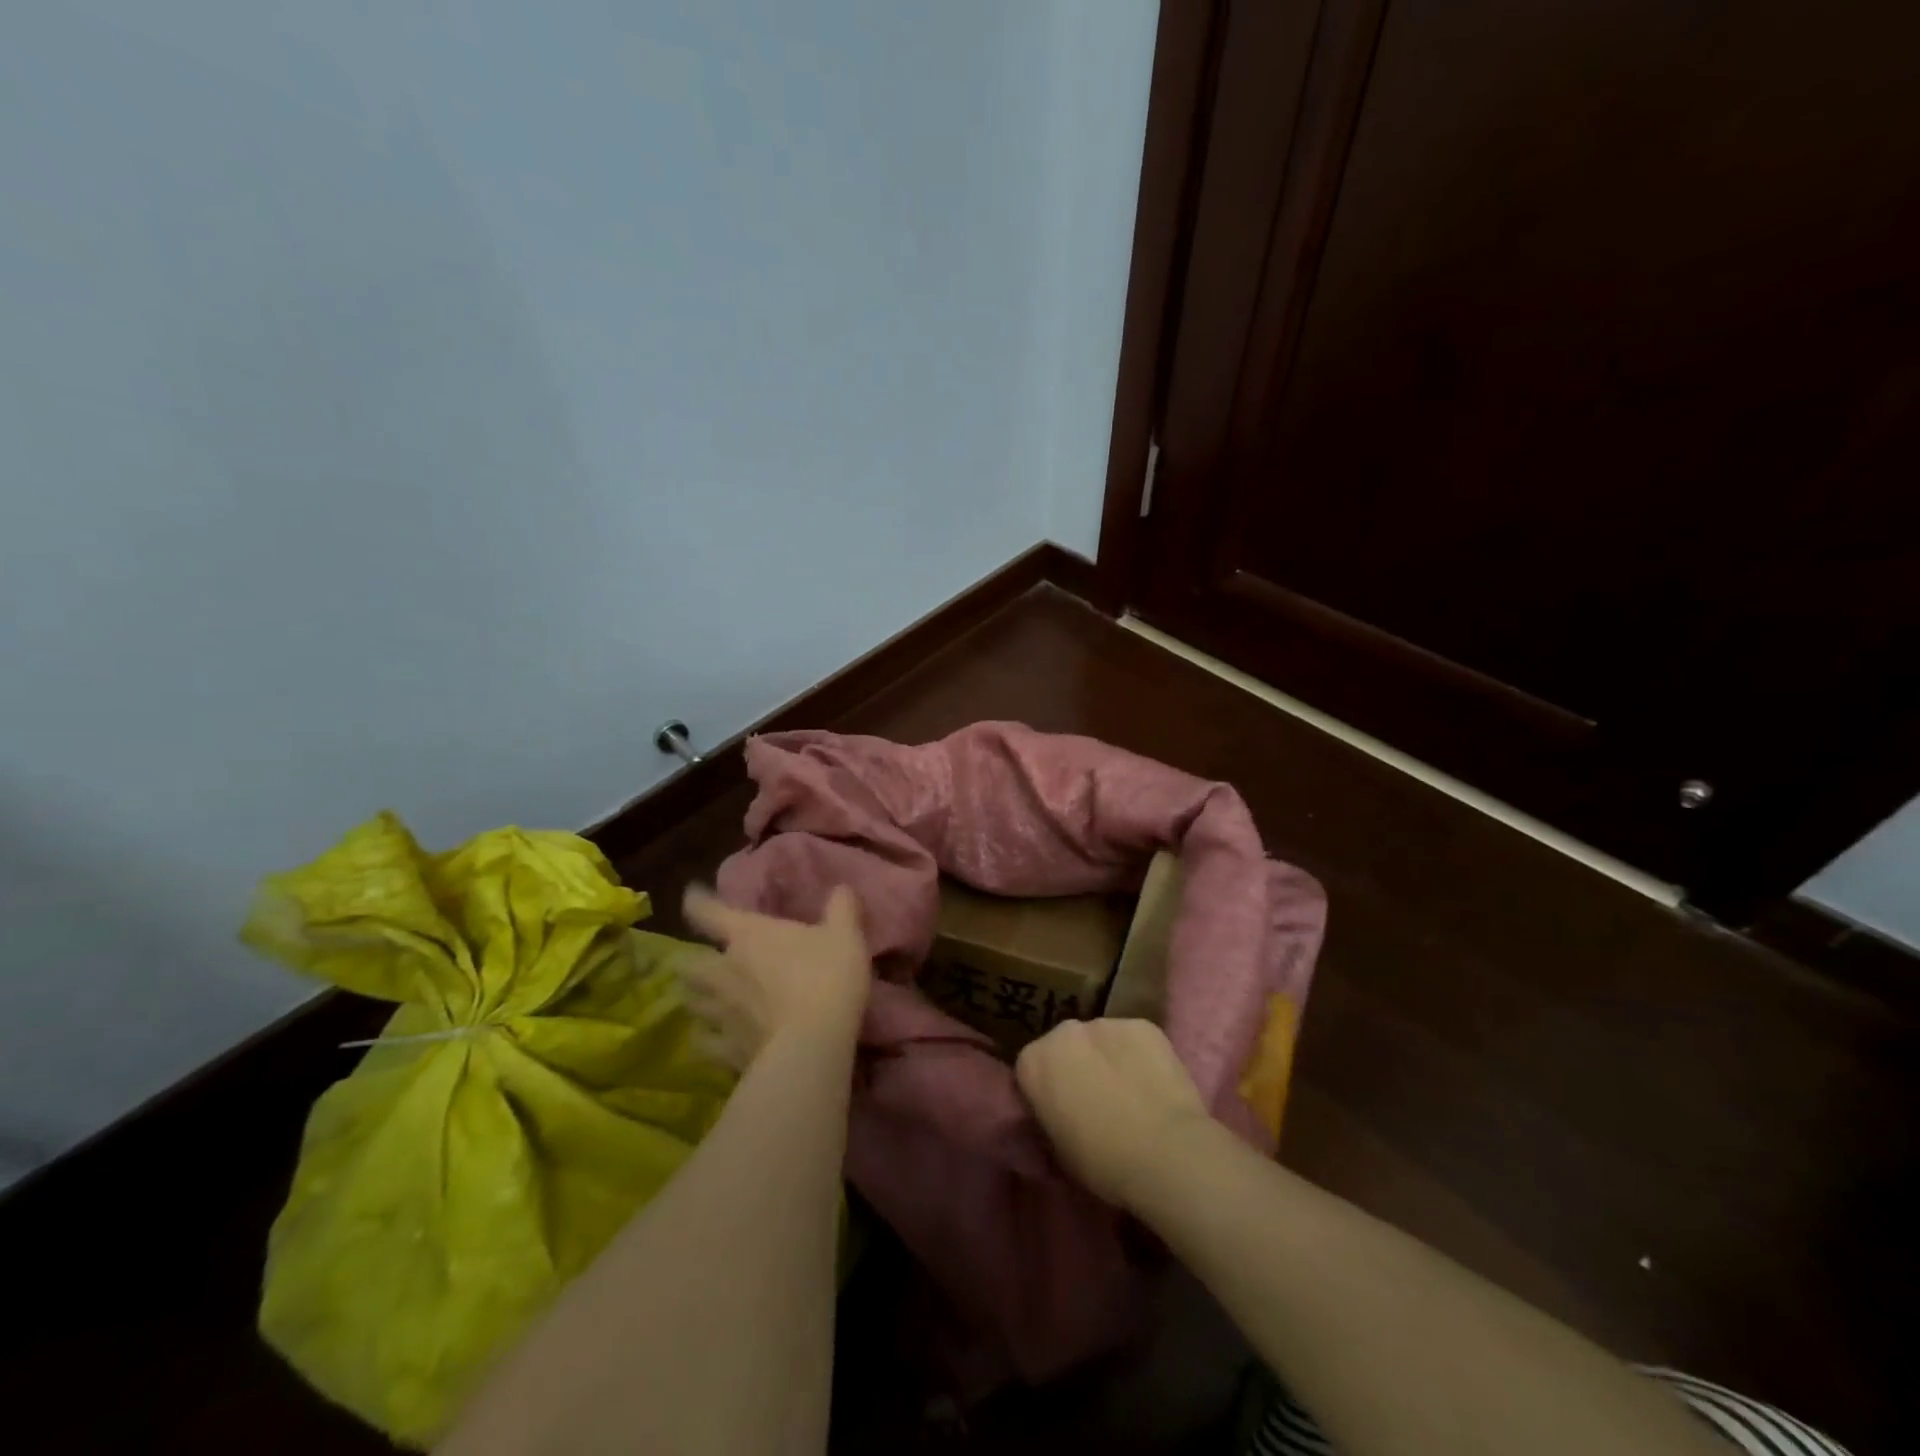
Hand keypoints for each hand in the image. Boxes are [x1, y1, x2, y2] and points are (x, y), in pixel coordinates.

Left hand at [680, 885, 870, 1066]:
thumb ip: (841, 907)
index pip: (707, 912)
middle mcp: (724, 971)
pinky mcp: (726, 1050)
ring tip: (705, 999)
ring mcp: (721, 1013)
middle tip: (701, 961)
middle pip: (688, 963)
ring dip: (697, 998)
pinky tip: (714, 1040)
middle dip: (690, 961)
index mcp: (747, 935)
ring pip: (692, 1002)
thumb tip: (841, 888)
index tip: (693, 896)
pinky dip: (707, 1039)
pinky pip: (706, 1043)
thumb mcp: (846, 935)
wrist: (813, 1046)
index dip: (697, 901)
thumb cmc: (826, 978)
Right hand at [1015, 1018, 1220, 1210]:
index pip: (1030, 1071)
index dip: (1045, 1094)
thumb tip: (1053, 1119)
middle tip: (1096, 1102)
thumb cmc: (1103, 1162)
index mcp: (1033, 1061)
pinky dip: (1139, 1056)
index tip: (1060, 1115)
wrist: (1166, 1154)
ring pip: (1101, 1040)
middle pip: (1065, 1047)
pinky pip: (1135, 1039)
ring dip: (1108, 1059)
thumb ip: (1047, 1122)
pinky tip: (1154, 1084)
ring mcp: (1106, 1022)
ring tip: (1130, 1093)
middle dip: (1075, 1067)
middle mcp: (1064, 1030)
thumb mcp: (1057, 1153)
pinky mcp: (1143, 1025)